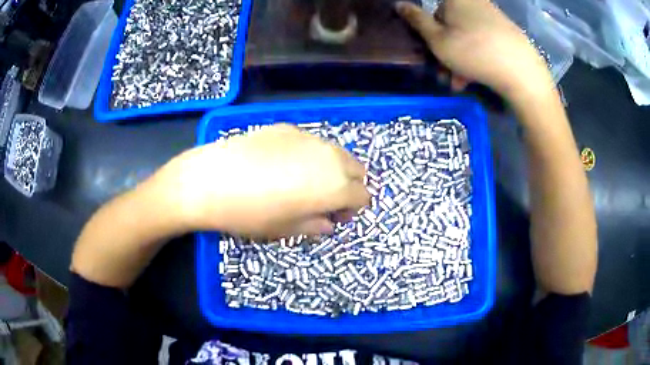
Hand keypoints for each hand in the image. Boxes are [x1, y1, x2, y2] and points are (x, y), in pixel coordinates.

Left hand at [154, 124, 369, 237]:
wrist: (212, 181)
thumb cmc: (252, 214)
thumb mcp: (288, 230)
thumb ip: (316, 225)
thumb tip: (328, 221)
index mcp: (336, 186)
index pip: (363, 196)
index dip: (353, 209)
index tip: (335, 216)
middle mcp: (330, 157)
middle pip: (357, 169)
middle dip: (348, 185)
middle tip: (324, 198)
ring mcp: (309, 138)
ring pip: (335, 152)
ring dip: (331, 168)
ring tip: (304, 180)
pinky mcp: (288, 128)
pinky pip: (310, 143)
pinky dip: (308, 155)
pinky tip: (281, 164)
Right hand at [396, 0, 554, 103]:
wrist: (521, 73)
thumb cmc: (473, 52)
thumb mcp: (436, 39)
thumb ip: (416, 20)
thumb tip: (399, 3)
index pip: (436, 11)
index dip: (432, 32)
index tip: (434, 53)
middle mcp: (476, 3)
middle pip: (454, 25)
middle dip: (448, 50)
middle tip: (446, 74)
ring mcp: (495, 17)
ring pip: (469, 36)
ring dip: (461, 59)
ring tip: (461, 82)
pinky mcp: (509, 33)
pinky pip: (486, 41)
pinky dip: (479, 57)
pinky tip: (477, 77)